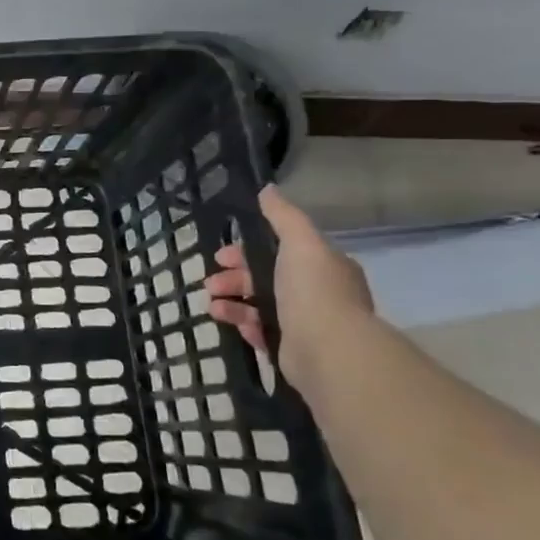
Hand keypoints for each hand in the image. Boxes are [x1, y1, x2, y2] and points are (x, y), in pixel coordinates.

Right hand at [207, 184, 374, 392]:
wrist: (329, 350)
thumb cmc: (313, 290)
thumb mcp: (300, 242)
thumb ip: (283, 216)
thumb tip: (268, 189)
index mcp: (323, 266)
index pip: (280, 251)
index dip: (247, 250)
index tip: (221, 256)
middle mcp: (318, 293)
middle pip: (266, 279)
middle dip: (234, 278)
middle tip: (210, 283)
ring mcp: (306, 323)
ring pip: (260, 306)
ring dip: (232, 302)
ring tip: (212, 307)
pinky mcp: (294, 349)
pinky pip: (263, 333)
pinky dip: (245, 326)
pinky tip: (232, 324)